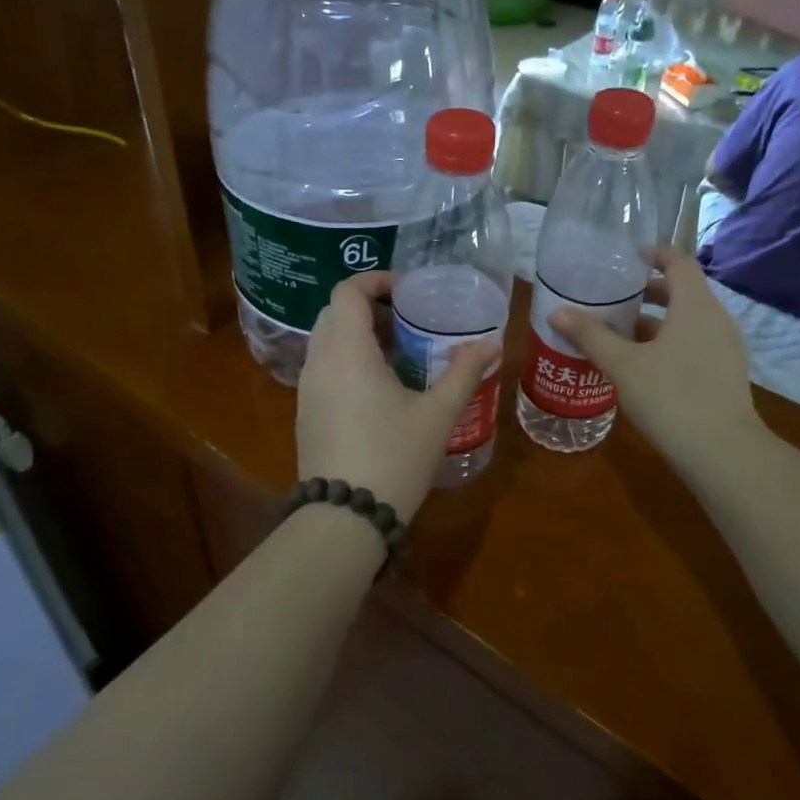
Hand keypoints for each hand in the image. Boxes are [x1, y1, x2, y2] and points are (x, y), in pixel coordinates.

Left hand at [297, 272, 499, 522]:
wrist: (345, 518)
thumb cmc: (394, 457)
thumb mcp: (437, 415)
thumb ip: (464, 373)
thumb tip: (493, 343)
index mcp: (347, 352)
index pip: (347, 292)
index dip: (375, 281)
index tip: (408, 291)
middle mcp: (318, 362)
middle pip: (334, 313)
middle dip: (369, 308)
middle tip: (408, 322)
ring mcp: (307, 389)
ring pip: (326, 342)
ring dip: (358, 336)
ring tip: (399, 354)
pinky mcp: (306, 413)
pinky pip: (323, 369)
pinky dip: (347, 361)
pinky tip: (379, 389)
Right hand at [547, 249, 764, 478]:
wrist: (722, 453)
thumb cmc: (670, 397)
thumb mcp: (623, 365)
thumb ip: (590, 336)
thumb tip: (557, 312)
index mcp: (694, 306)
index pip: (678, 262)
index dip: (653, 254)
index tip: (626, 258)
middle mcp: (716, 319)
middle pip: (682, 291)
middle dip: (648, 291)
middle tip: (613, 298)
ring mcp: (725, 348)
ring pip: (687, 321)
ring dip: (656, 321)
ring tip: (620, 332)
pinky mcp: (725, 373)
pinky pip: (694, 344)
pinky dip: (669, 343)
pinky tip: (642, 365)